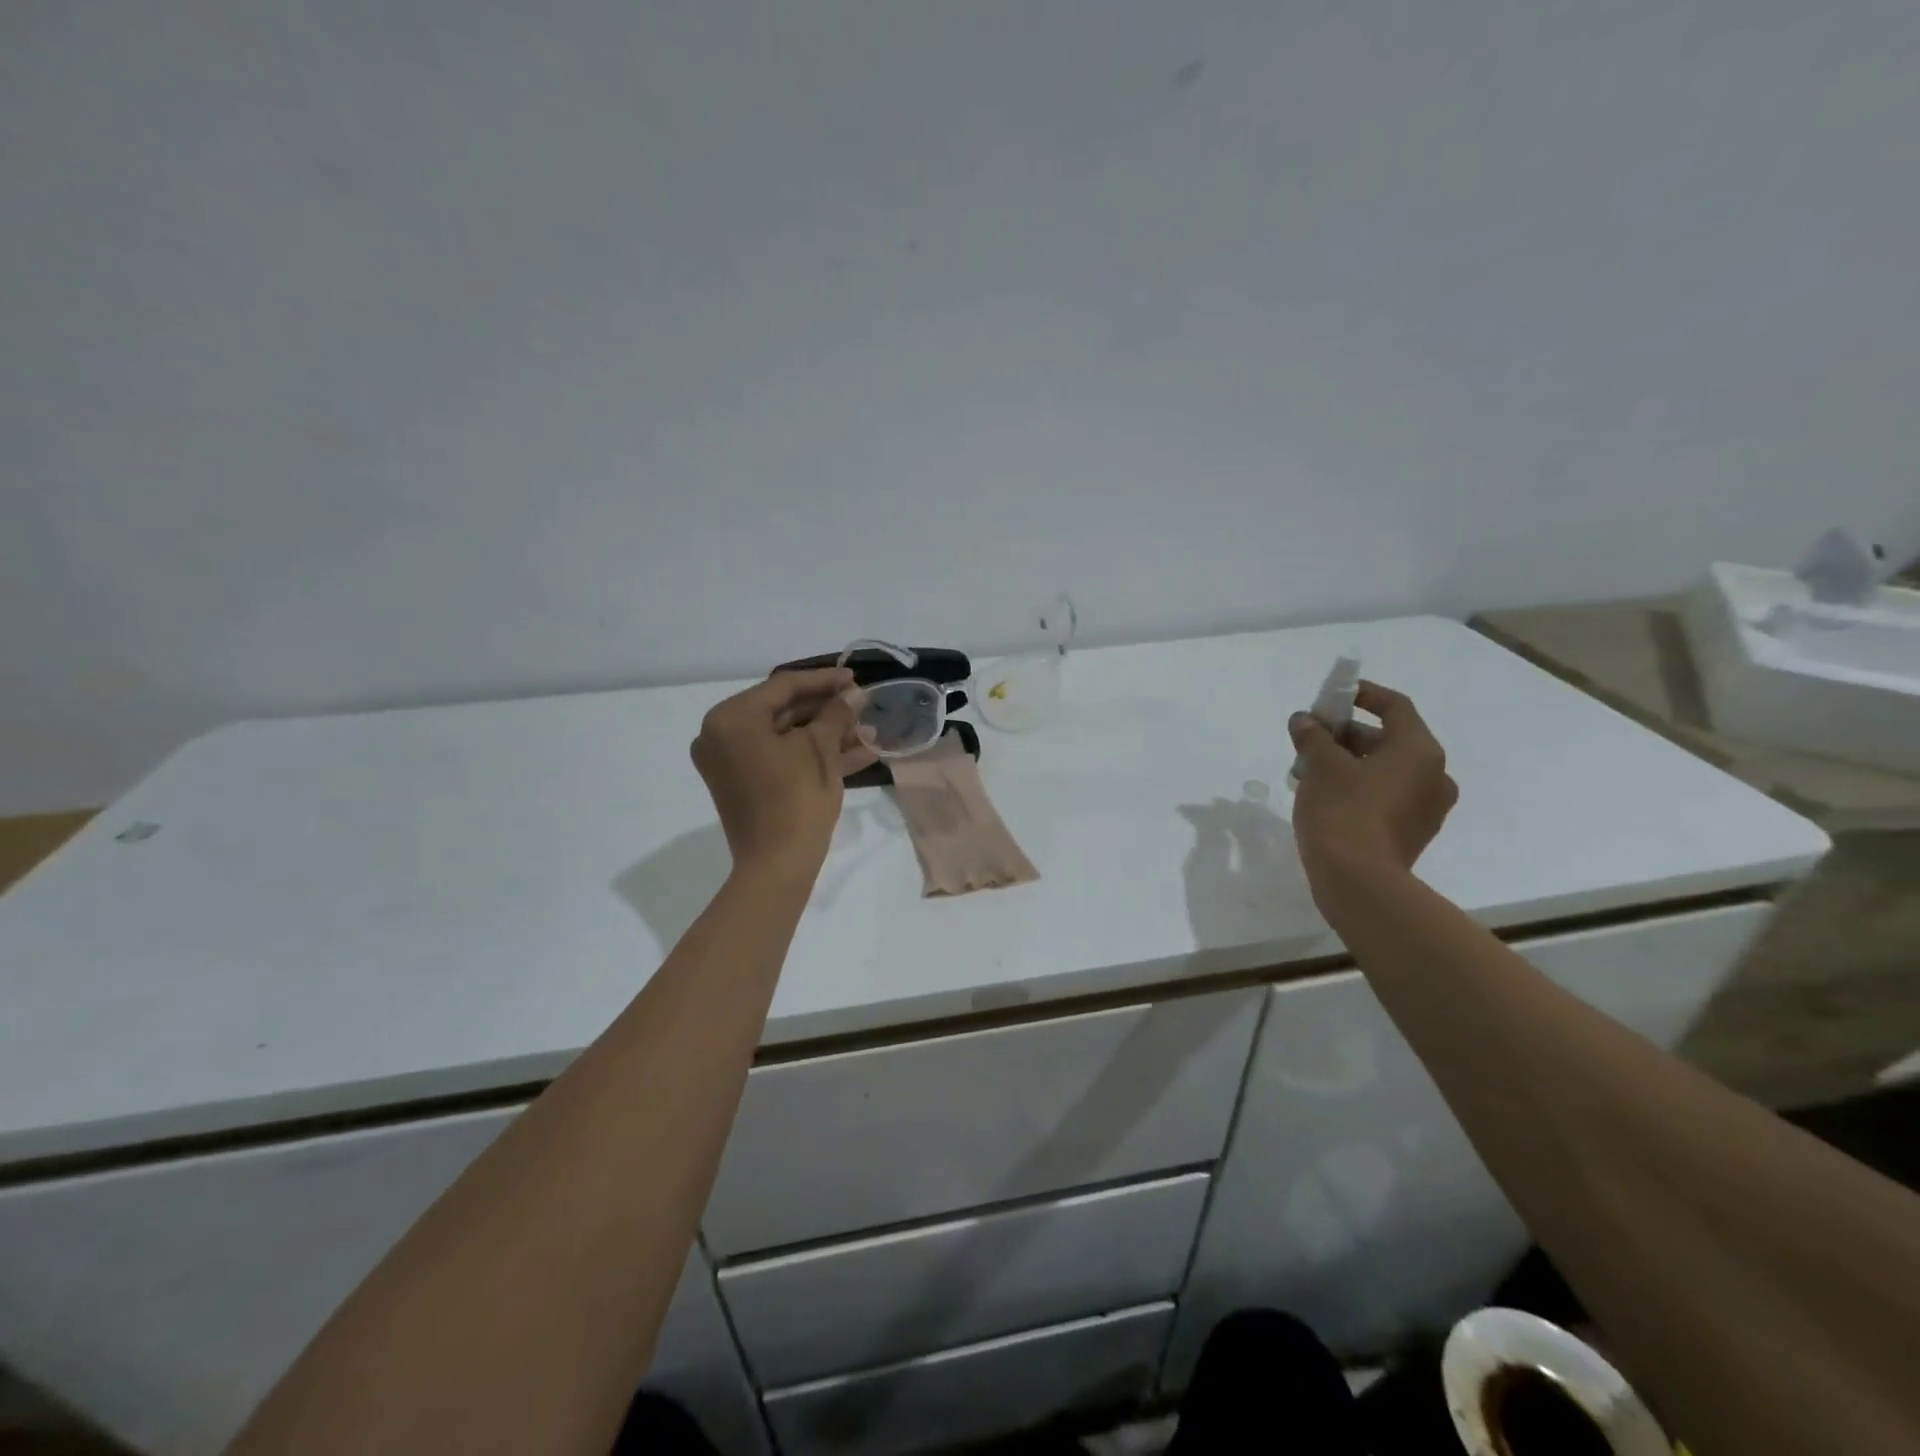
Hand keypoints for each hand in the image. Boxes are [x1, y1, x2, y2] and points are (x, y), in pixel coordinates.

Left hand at [691, 668, 876, 875]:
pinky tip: (859, 753)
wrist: (777, 865)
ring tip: (870, 731)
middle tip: (862, 705)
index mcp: (731, 719)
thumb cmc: (795, 797)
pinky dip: (815, 756)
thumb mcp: (820, 749)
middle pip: (784, 712)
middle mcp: (722, 736)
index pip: (783, 687)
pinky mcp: (748, 785)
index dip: (823, 680)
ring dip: (829, 735)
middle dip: (829, 711)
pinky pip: (783, 760)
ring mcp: (733, 763)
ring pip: (788, 738)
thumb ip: (836, 714)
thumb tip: (852, 695)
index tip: (855, 677)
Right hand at [1288, 681, 1457, 898]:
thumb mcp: (1320, 765)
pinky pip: (1385, 796)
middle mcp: (1434, 775)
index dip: (1363, 695)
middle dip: (1345, 735)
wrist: (1359, 882)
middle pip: (1388, 740)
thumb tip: (1304, 720)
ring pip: (1384, 770)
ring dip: (1348, 763)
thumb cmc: (1343, 810)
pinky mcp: (1412, 833)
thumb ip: (1312, 736)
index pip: (1395, 707)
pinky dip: (1358, 788)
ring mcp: (1427, 808)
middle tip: (1309, 738)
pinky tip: (1323, 796)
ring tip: (1306, 769)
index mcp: (1419, 751)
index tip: (1333, 696)